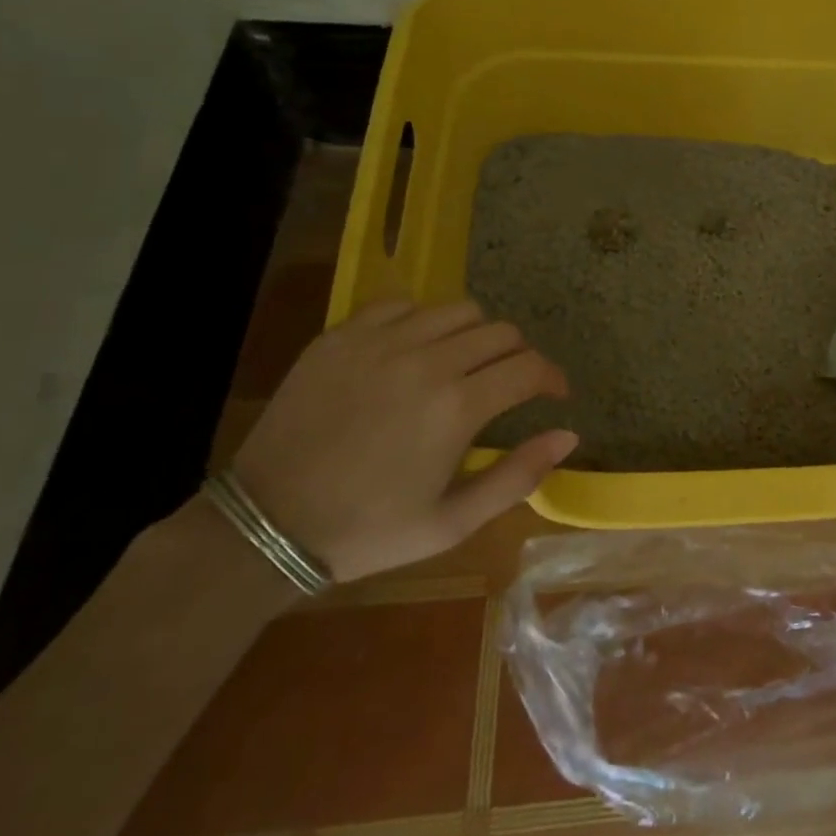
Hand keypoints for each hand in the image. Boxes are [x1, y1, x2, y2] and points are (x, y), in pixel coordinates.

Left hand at [228, 299, 575, 582]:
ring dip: (475, 334)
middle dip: (518, 357)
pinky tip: (412, 350)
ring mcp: (381, 342)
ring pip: (458, 310)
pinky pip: (402, 304)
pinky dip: (421, 321)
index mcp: (457, 407)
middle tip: (507, 384)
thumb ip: (517, 476)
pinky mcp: (343, 335)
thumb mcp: (451, 523)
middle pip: (501, 333)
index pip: (529, 368)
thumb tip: (569, 434)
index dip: (552, 378)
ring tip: (463, 362)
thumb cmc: (368, 530)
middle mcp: (427, 362)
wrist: (266, 524)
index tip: (554, 393)